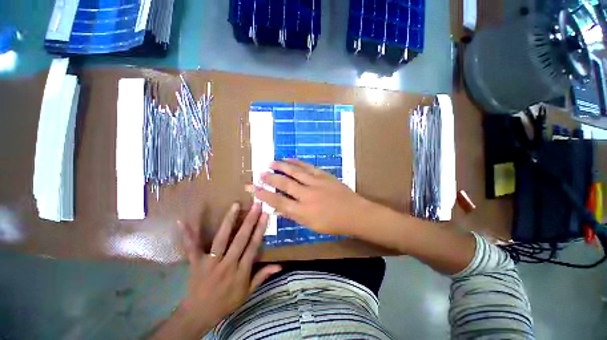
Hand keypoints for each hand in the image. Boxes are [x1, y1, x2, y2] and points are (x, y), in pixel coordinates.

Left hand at [178, 203, 280, 332]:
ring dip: (229, 221)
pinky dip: (187, 234)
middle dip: (250, 220)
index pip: (253, 246)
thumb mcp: (247, 292)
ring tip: (235, 205)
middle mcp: (227, 264)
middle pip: (240, 239)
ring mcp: (210, 262)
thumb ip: (262, 276)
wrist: (199, 314)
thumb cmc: (226, 302)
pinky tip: (182, 221)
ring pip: (221, 238)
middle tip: (256, 205)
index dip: (259, 230)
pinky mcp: (195, 262)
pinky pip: (191, 247)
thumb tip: (280, 265)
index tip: (265, 215)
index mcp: (241, 271)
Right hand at [251, 159, 371, 234]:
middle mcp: (306, 195)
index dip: (265, 195)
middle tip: (260, 173)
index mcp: (303, 211)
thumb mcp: (311, 225)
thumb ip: (294, 215)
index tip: (254, 189)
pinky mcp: (323, 175)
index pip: (278, 202)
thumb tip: (278, 208)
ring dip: (281, 166)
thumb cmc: (332, 223)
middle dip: (270, 178)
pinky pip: (307, 166)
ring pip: (294, 172)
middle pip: (284, 184)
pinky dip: (296, 162)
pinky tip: (289, 159)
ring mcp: (315, 183)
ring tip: (271, 162)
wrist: (354, 213)